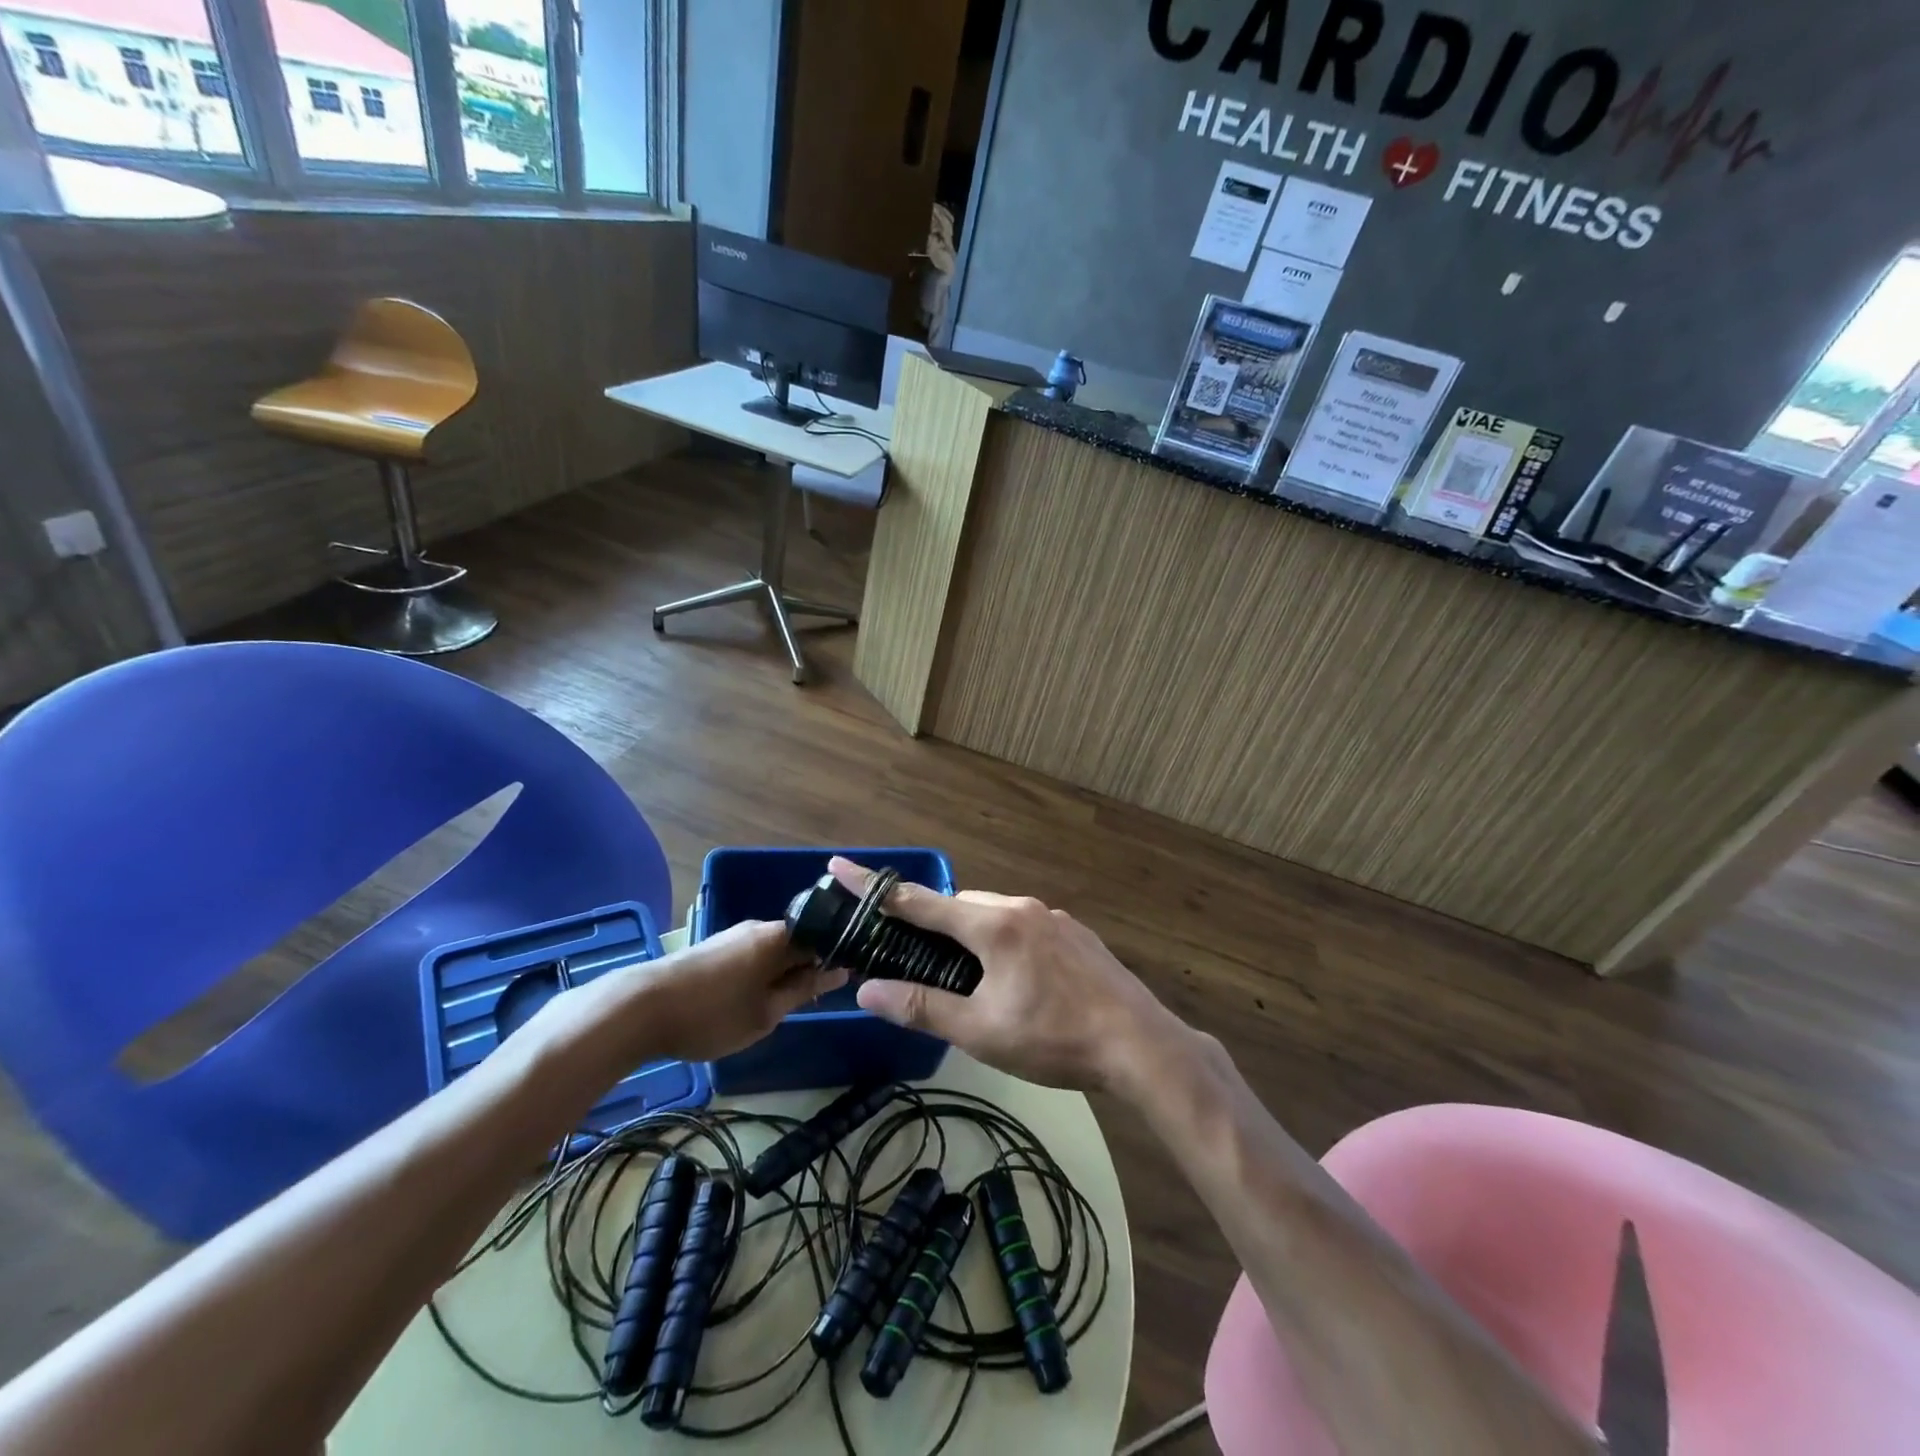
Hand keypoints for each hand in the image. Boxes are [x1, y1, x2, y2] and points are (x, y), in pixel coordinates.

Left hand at [569, 921, 845, 1070]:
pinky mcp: (713, 949)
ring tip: (783, 1007)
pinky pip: (752, 956)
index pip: (824, 937)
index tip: (847, 982)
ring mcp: (733, 936)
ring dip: (783, 974)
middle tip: (814, 1002)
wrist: (638, 1009)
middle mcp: (759, 927)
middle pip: (798, 942)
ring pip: (773, 951)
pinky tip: (754, 1000)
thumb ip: (804, 990)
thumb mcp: (766, 1013)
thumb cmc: (712, 1014)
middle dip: (809, 968)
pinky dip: (761, 975)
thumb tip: (839, 971)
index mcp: (779, 936)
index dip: (837, 959)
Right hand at [832, 858, 1187, 1093]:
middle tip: (915, 956)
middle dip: (932, 922)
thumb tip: (868, 990)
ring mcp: (1055, 918)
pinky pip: (1025, 925)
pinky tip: (1016, 979)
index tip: (841, 866)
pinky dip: (1003, 940)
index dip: (876, 888)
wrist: (1140, 1043)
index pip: (921, 900)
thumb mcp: (981, 1030)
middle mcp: (1023, 907)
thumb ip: (923, 1007)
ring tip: (968, 977)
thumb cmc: (1053, 1037)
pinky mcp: (1077, 934)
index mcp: (994, 924)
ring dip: (971, 933)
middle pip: (961, 905)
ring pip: (996, 914)